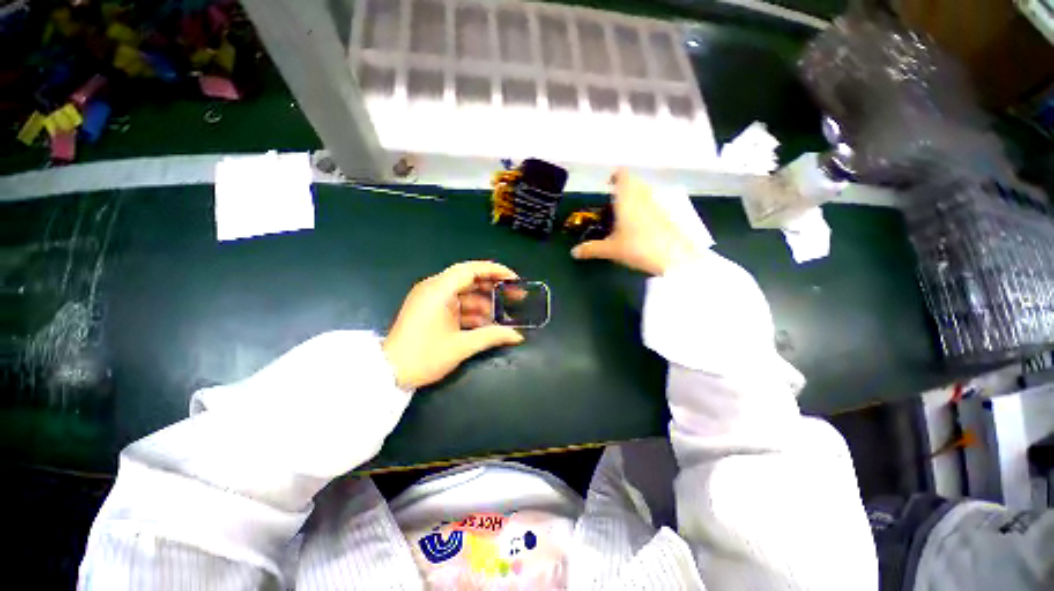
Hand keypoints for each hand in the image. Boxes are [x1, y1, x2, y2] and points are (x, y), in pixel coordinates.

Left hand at [383, 261, 524, 389]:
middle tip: (515, 296)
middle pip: (469, 279)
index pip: (472, 269)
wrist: (389, 373)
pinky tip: (487, 324)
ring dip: (483, 303)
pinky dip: (471, 311)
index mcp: (439, 290)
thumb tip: (517, 336)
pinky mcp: (429, 309)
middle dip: (493, 288)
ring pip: (464, 293)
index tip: (514, 280)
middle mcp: (434, 288)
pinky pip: (455, 303)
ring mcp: (430, 298)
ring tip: (504, 315)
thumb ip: (492, 336)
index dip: (495, 271)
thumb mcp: (461, 346)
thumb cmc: (424, 356)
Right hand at [571, 170, 699, 275]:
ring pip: (644, 192)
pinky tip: (639, 225)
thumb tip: (573, 252)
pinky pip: (653, 203)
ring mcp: (657, 204)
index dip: (615, 175)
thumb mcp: (611, 250)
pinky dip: (644, 208)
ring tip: (624, 214)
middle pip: (634, 182)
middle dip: (623, 188)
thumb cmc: (637, 247)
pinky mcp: (667, 214)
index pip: (623, 175)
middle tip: (613, 202)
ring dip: (635, 197)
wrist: (674, 257)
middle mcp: (643, 196)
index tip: (608, 184)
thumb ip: (591, 249)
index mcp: (627, 198)